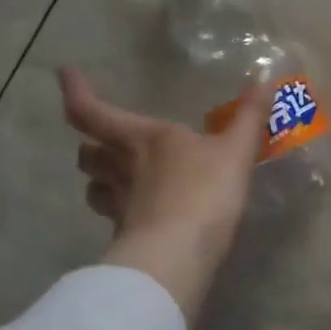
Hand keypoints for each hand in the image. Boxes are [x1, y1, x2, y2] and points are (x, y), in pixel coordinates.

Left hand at [58, 70, 268, 326]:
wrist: (178, 255)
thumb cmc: (205, 191)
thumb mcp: (236, 151)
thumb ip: (250, 117)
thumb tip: (266, 78)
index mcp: (144, 139)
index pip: (92, 112)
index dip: (76, 92)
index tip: (64, 74)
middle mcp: (124, 168)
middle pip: (88, 154)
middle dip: (90, 146)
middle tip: (99, 141)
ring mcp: (120, 206)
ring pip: (95, 189)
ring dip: (100, 181)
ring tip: (115, 179)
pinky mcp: (127, 237)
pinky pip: (116, 220)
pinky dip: (123, 215)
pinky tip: (141, 217)